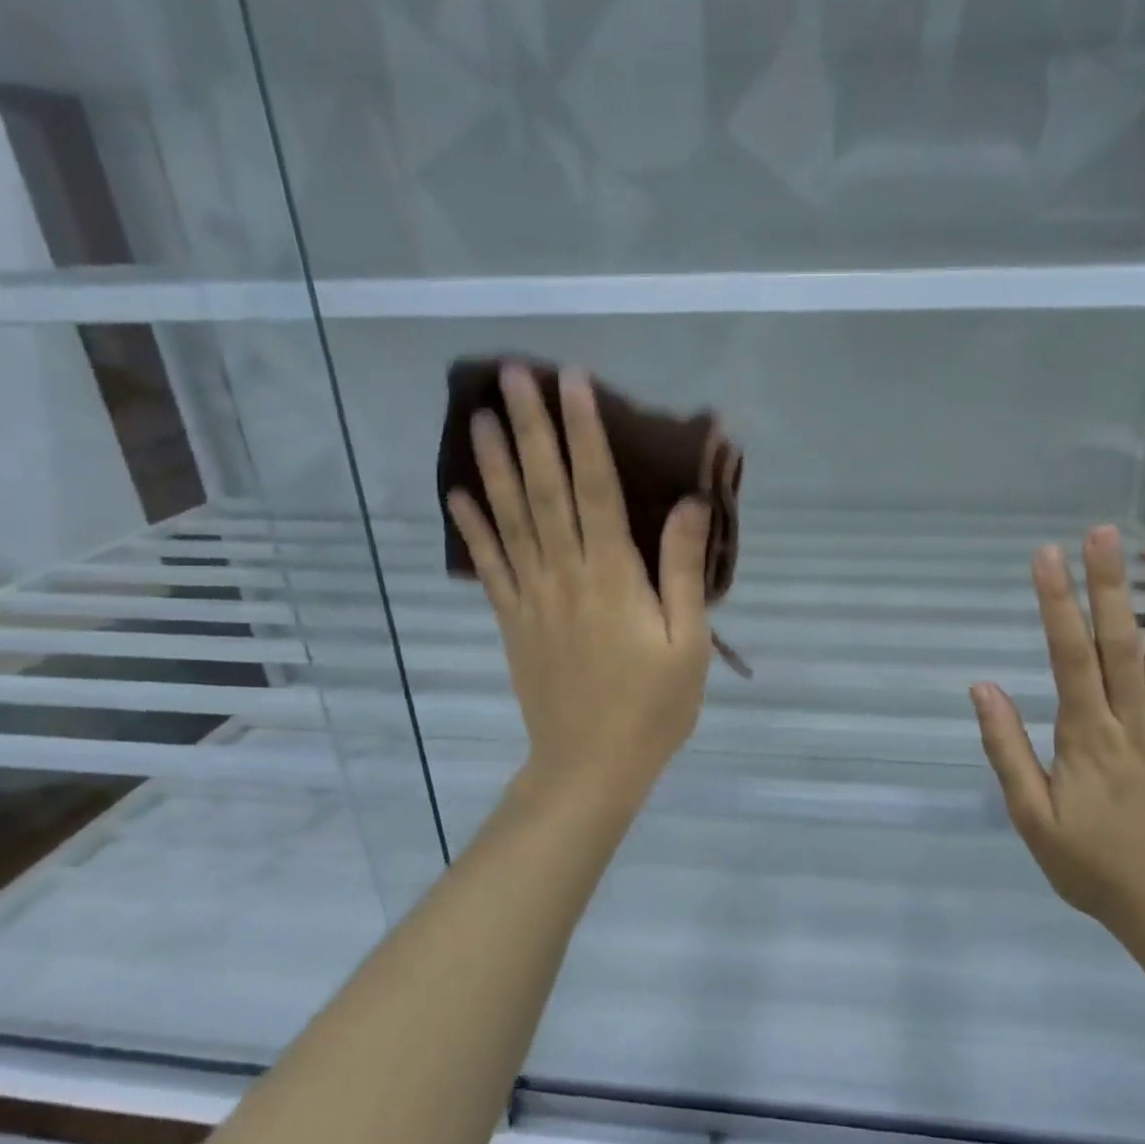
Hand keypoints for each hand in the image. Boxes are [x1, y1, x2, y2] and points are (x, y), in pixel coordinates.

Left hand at [446, 365, 712, 804]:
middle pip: (545, 490)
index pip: (595, 489)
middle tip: (512, 376)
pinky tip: (456, 495)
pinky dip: (471, 528)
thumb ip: (681, 571)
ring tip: (476, 416)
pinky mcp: (513, 621)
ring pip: (510, 519)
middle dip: (530, 429)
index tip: (572, 382)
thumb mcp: (688, 643)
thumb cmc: (652, 708)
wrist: (590, 768)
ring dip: (494, 466)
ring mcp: (531, 597)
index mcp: (612, 577)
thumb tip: (688, 503)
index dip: (583, 433)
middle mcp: (565, 575)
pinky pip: (489, 567)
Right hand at [970, 526, 1144, 942]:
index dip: (1057, 604)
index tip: (1047, 556)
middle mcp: (1133, 723)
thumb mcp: (1030, 817)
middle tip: (1105, 531)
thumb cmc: (1091, 865)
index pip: (1068, 657)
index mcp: (1085, 737)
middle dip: (1109, 584)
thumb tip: (984, 688)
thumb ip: (1007, 750)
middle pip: (1119, 644)